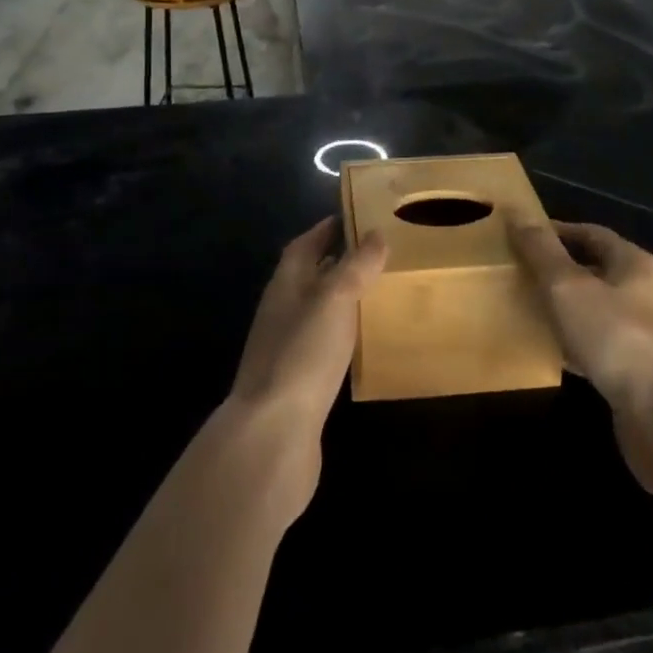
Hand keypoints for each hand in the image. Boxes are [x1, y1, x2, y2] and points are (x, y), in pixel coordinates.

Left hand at [222, 219, 386, 517]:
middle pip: (310, 276)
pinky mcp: (298, 382)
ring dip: (341, 299)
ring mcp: (286, 348)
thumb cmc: (303, 354)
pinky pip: (323, 345)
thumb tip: (375, 233)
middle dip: (338, 261)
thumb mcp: (334, 300)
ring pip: (317, 311)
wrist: (273, 435)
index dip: (327, 229)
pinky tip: (364, 342)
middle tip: (378, 254)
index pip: (304, 245)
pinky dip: (342, 334)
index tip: (356, 217)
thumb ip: (355, 266)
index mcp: (286, 284)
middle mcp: (282, 311)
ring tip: (379, 293)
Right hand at [510, 219, 652, 491]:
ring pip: (601, 310)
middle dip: (562, 271)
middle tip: (524, 274)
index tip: (524, 238)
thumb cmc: (616, 337)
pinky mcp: (645, 372)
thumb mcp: (568, 286)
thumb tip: (515, 211)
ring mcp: (651, 335)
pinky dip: (580, 343)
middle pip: (599, 270)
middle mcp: (649, 293)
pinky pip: (605, 346)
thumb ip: (541, 250)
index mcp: (635, 264)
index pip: (592, 233)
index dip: (557, 232)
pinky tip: (557, 353)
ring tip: (534, 311)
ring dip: (570, 308)